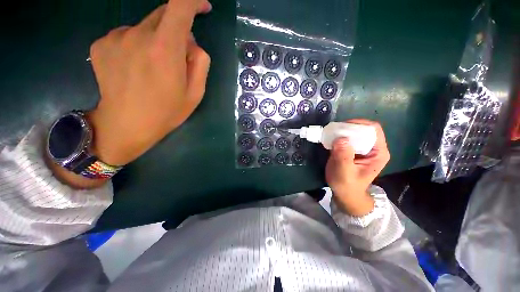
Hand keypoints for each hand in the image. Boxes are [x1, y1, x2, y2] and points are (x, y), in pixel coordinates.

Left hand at [87, 0, 211, 165]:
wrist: (126, 125)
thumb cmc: (167, 112)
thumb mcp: (196, 93)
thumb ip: (200, 63)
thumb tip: (191, 42)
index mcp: (165, 49)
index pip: (179, 6)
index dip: (193, 1)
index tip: (202, 6)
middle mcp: (138, 35)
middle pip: (163, 14)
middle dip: (177, 29)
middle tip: (179, 57)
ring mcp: (115, 37)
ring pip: (145, 26)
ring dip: (156, 39)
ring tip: (154, 69)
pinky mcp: (101, 43)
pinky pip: (127, 34)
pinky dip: (138, 44)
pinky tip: (136, 67)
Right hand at [325, 119, 389, 215]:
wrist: (344, 194)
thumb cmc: (347, 185)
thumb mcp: (345, 173)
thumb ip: (344, 156)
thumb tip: (340, 138)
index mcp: (378, 152)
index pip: (373, 130)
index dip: (359, 124)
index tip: (342, 127)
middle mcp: (372, 148)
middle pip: (363, 129)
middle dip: (348, 128)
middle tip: (333, 131)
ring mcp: (361, 148)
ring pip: (353, 132)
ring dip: (341, 131)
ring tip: (330, 135)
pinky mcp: (351, 149)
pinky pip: (346, 138)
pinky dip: (337, 136)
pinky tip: (329, 140)